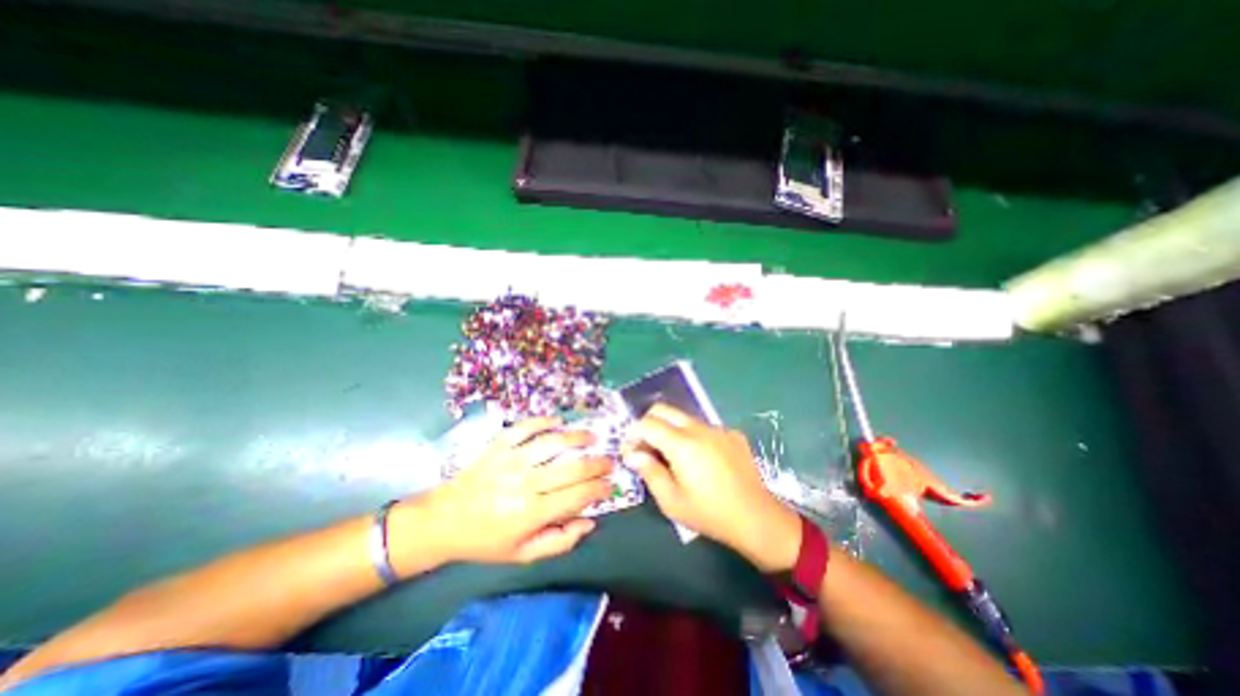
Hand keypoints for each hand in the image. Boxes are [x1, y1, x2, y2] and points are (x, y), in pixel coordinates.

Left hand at [395, 415, 612, 566]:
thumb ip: (560, 541)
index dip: (599, 489)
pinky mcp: (499, 446)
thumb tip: (589, 521)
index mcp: (532, 513)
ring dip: (577, 438)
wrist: (443, 521)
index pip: (578, 496)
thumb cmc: (486, 540)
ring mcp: (512, 460)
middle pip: (572, 468)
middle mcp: (526, 484)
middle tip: (608, 462)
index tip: (609, 485)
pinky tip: (557, 422)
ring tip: (591, 438)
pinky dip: (543, 421)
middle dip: (597, 464)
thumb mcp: (522, 554)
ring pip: (553, 443)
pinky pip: (525, 427)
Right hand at [620, 404, 804, 573]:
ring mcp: (718, 429)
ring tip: (672, 457)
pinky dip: (692, 436)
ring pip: (684, 418)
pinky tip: (700, 460)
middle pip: (664, 409)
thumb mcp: (671, 500)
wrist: (757, 519)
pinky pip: (704, 427)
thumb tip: (633, 454)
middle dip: (648, 423)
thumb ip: (649, 471)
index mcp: (682, 444)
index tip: (631, 453)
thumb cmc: (709, 513)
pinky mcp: (732, 434)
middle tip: (646, 448)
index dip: (633, 435)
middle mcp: (700, 428)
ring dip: (670, 430)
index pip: (647, 423)